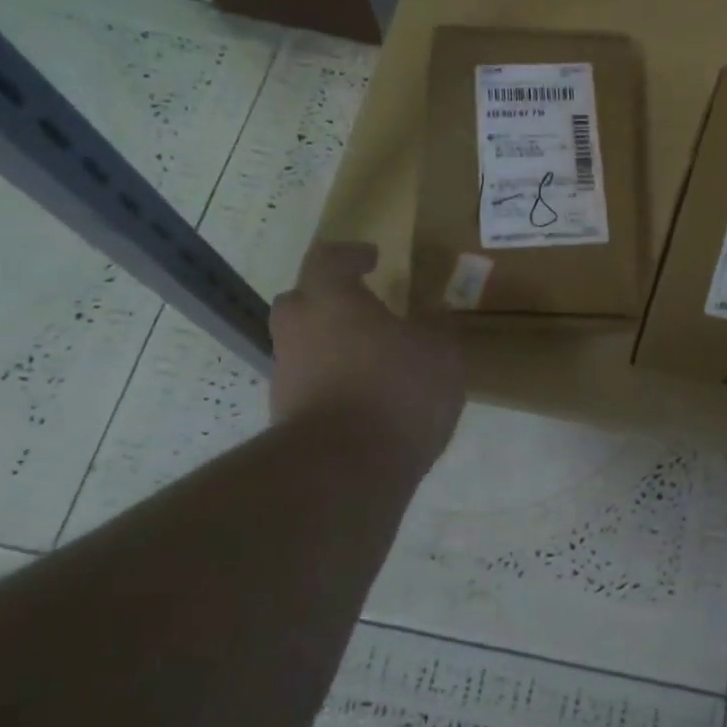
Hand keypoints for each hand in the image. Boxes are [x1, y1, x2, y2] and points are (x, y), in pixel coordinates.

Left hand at [269, 242, 465, 466]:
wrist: (344, 471)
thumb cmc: (396, 392)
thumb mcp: (440, 353)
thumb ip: (435, 327)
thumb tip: (431, 315)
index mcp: (332, 301)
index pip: (328, 259)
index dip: (350, 255)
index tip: (371, 258)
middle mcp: (299, 330)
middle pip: (300, 301)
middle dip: (327, 299)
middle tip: (359, 307)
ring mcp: (287, 375)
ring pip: (303, 346)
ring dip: (330, 345)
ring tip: (370, 360)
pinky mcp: (287, 416)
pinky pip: (310, 384)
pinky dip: (332, 383)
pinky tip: (364, 399)